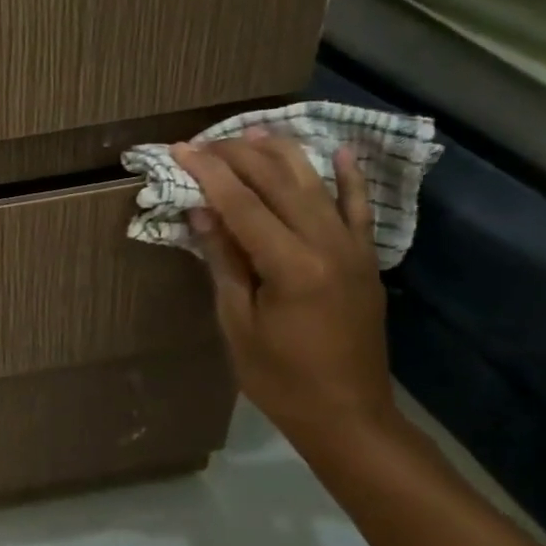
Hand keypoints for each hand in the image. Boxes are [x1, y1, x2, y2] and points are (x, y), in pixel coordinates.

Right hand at [171, 129, 398, 454]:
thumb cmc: (279, 377)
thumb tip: (203, 212)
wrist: (348, 416)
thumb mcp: (237, 322)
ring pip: (316, 184)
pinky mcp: (365, 260)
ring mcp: (353, 249)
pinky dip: (348, 178)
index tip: (181, 148)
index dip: (209, 172)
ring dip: (282, 154)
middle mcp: (327, 245)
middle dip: (239, 156)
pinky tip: (339, 151)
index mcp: (291, 265)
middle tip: (204, 142)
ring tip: (252, 130)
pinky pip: (358, 208)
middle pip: (279, 182)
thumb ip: (224, 261)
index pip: (243, 203)